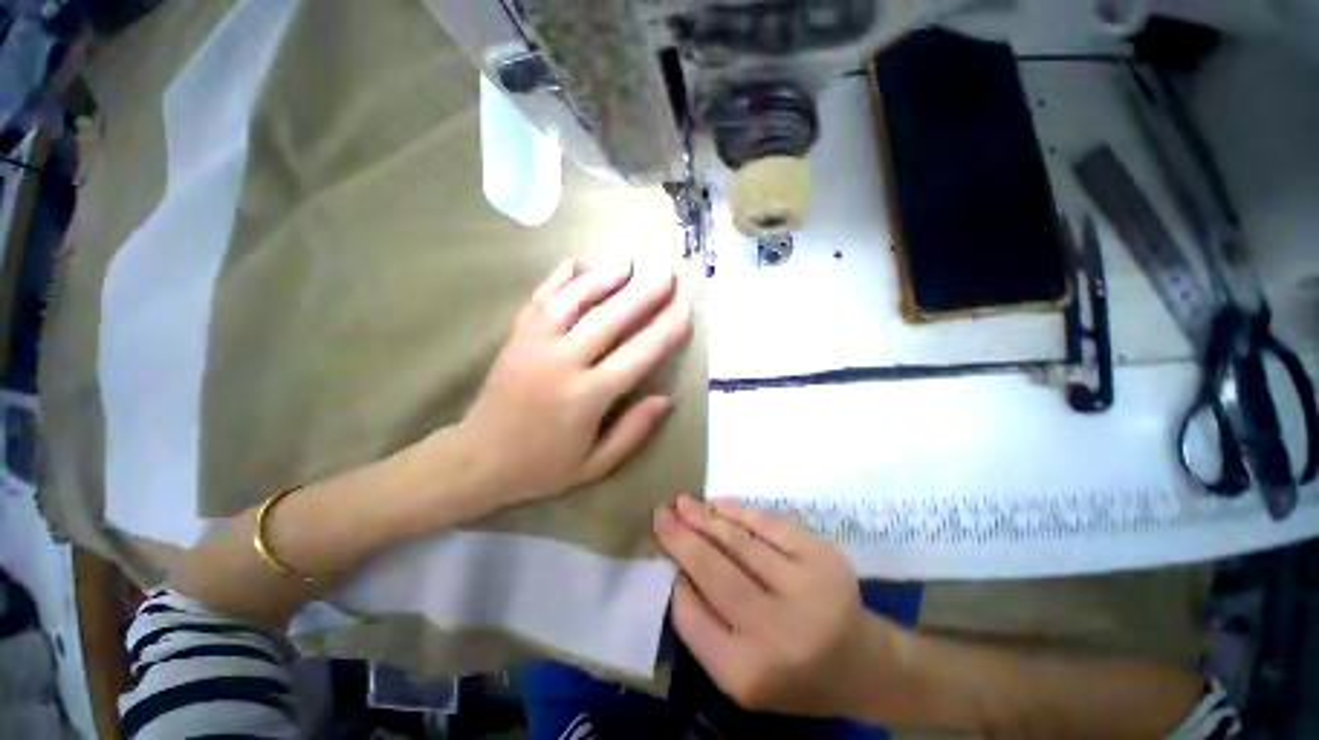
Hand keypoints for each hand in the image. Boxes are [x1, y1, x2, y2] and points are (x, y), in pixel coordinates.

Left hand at [455, 259, 690, 508]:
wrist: (476, 460)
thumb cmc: (542, 467)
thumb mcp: (595, 464)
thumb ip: (632, 431)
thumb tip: (665, 398)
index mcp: (586, 397)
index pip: (636, 356)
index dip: (664, 332)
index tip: (685, 311)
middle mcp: (562, 363)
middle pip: (609, 319)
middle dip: (642, 294)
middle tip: (666, 273)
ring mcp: (535, 345)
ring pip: (573, 302)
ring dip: (602, 279)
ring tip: (627, 263)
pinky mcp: (516, 338)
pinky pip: (539, 301)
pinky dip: (557, 280)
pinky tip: (573, 264)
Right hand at [654, 496, 893, 717]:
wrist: (864, 665)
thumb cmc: (794, 678)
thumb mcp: (741, 676)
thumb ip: (705, 629)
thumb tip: (678, 569)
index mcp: (747, 672)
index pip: (690, 614)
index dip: (673, 577)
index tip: (661, 552)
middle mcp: (776, 631)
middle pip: (713, 570)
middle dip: (681, 536)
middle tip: (660, 512)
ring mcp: (804, 588)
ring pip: (739, 541)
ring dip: (705, 517)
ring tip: (683, 503)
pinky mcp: (823, 557)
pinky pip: (770, 525)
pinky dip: (740, 511)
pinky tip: (718, 504)